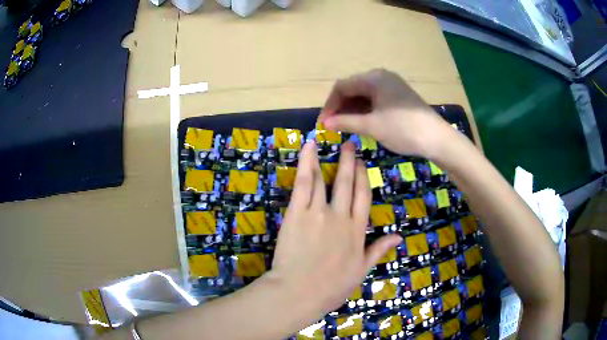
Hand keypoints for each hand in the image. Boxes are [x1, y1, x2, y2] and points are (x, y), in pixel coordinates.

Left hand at [268, 141, 401, 316]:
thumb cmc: (331, 286)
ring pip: (324, 179)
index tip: (362, 163)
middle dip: (349, 162)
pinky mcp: (296, 213)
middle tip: (350, 145)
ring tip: (331, 143)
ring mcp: (317, 213)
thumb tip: (398, 236)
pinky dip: (306, 164)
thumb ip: (378, 250)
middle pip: (346, 183)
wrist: (300, 292)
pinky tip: (308, 149)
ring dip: (328, 159)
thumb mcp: (361, 270)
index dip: (363, 177)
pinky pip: (303, 183)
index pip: (363, 197)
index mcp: (356, 230)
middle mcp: (340, 216)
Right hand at [318, 69, 448, 156]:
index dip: (330, 105)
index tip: (324, 124)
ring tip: (346, 127)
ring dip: (352, 109)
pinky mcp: (399, 96)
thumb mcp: (372, 126)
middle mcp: (381, 77)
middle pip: (353, 89)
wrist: (436, 138)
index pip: (342, 86)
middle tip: (333, 127)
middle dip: (340, 107)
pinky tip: (362, 123)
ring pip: (364, 95)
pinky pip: (375, 99)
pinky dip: (366, 110)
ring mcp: (392, 86)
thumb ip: (346, 122)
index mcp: (373, 78)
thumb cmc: (402, 129)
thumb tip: (324, 124)